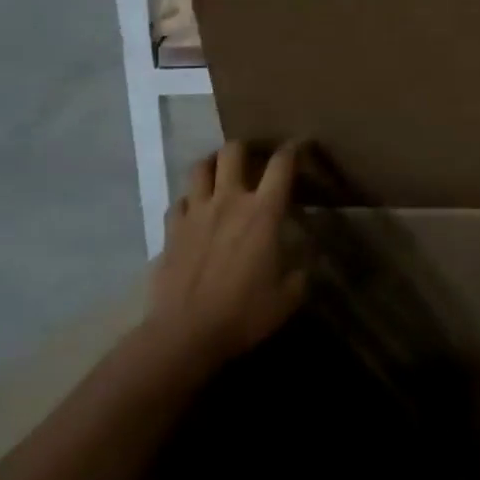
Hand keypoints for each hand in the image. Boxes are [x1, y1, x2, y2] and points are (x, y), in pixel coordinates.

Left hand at [142, 140, 307, 374]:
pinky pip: (178, 202)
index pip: (282, 164)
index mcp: (263, 212)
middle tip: (254, 157)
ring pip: (199, 167)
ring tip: (220, 172)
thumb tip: (309, 259)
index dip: (294, 148)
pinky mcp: (170, 231)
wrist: (184, 334)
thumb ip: (302, 272)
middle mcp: (229, 201)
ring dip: (212, 164)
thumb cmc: (243, 313)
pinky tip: (194, 212)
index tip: (301, 145)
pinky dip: (188, 201)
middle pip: (233, 152)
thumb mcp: (288, 297)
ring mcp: (195, 213)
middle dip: (246, 148)